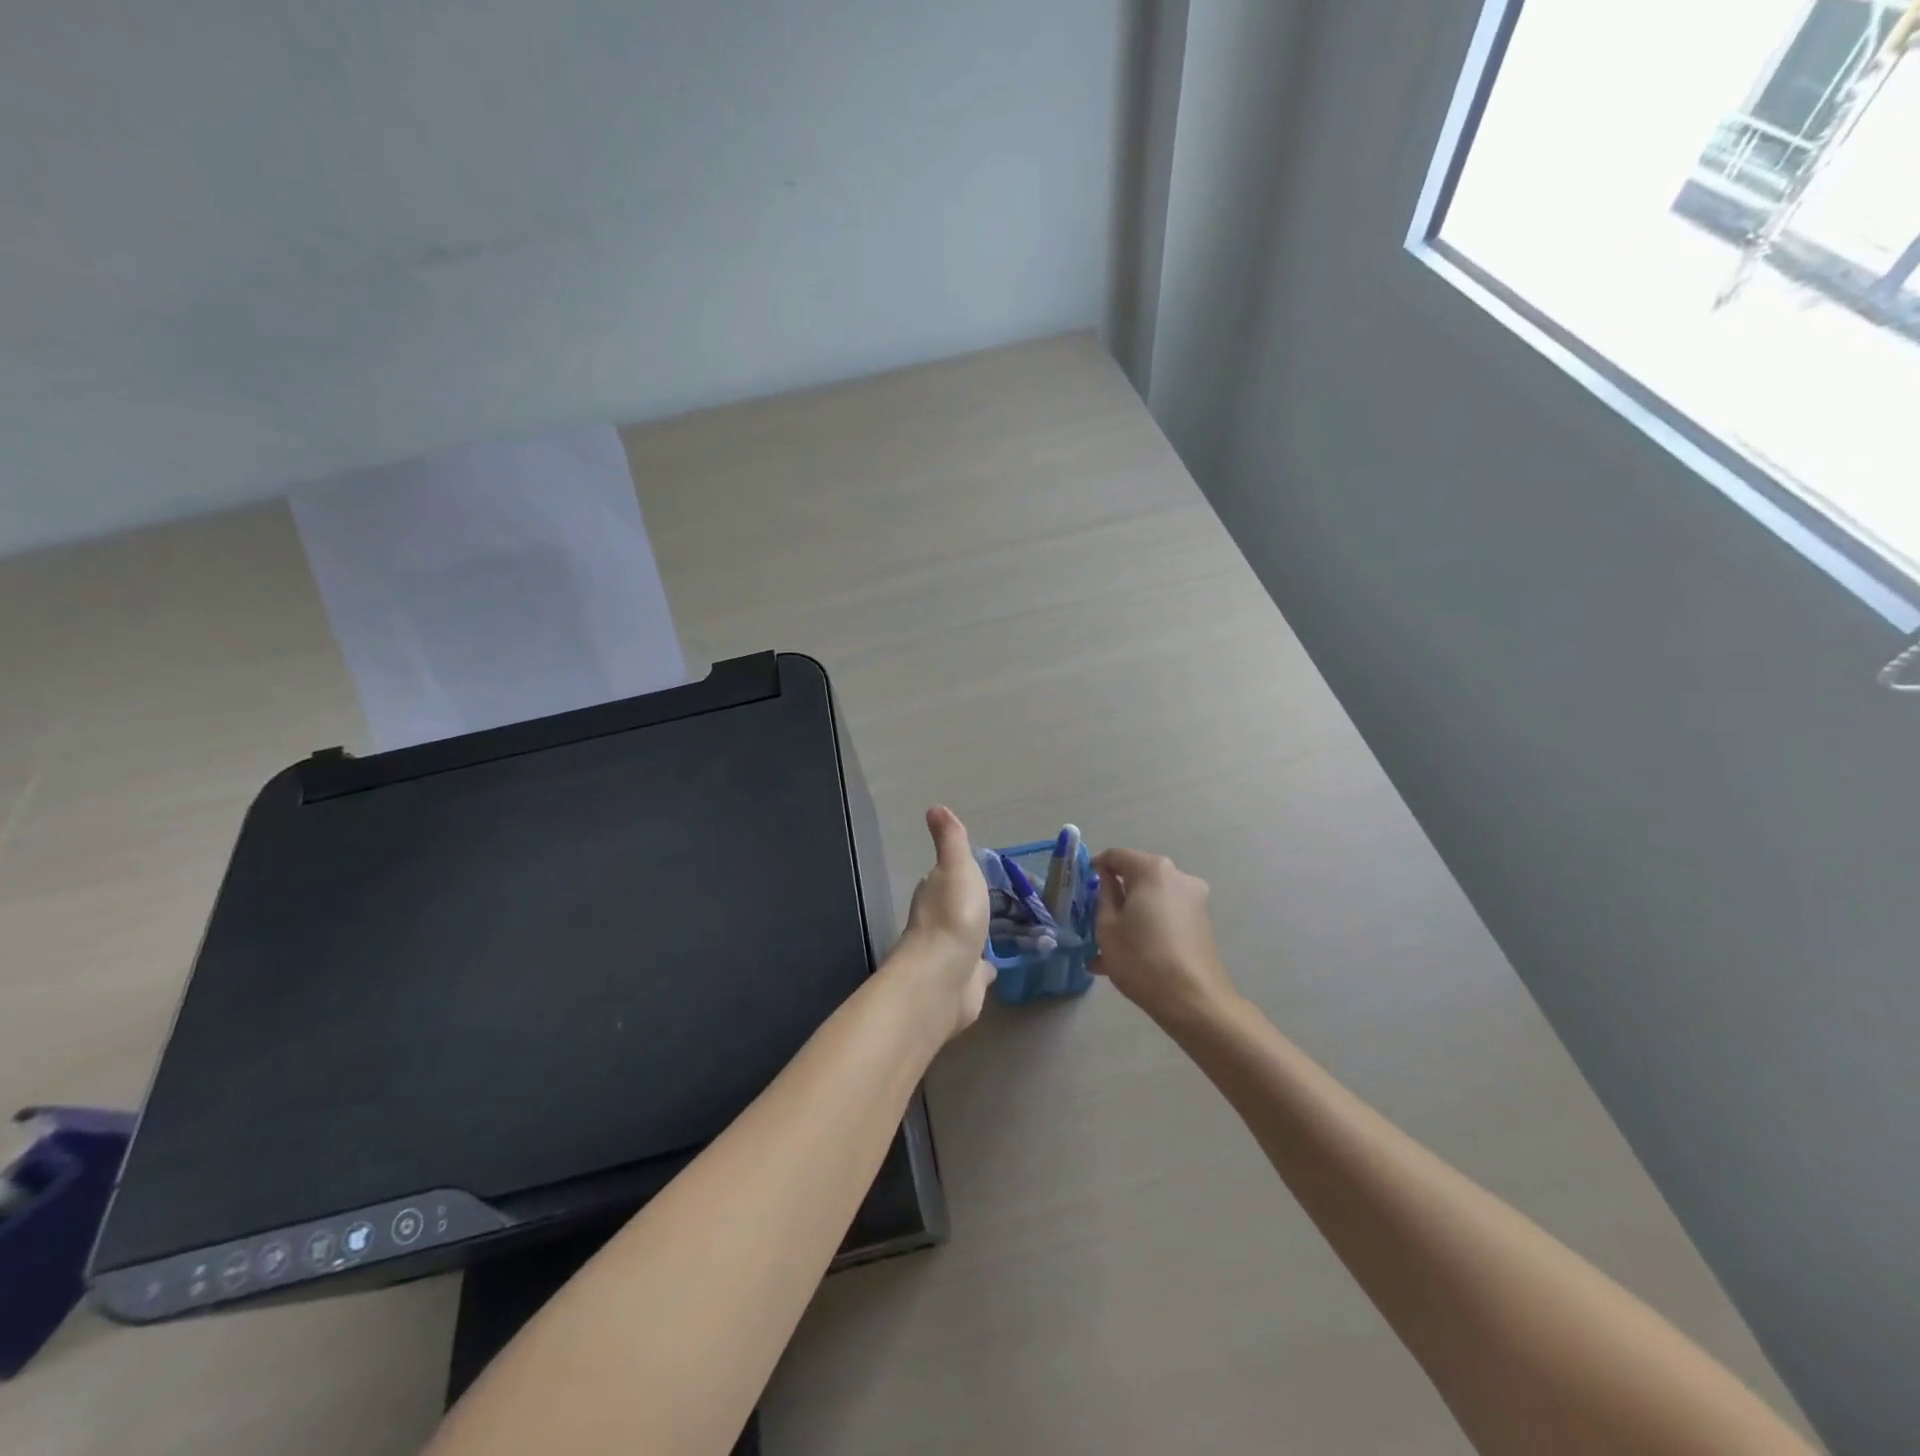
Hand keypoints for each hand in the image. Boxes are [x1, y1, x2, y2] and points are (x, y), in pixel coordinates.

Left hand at [895, 806, 995, 1038]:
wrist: (944, 977)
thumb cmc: (953, 915)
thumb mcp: (956, 867)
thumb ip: (950, 841)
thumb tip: (935, 807)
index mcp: (935, 892)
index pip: (947, 876)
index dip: (961, 871)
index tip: (985, 869)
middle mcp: (939, 921)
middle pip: (958, 906)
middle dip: (975, 903)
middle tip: (1008, 898)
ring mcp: (952, 953)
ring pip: (970, 937)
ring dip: (982, 933)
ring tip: (1012, 927)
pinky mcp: (965, 982)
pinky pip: (979, 969)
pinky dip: (986, 965)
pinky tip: (1000, 964)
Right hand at [1091, 848, 1236, 1030]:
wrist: (1193, 1000)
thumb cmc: (1141, 958)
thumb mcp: (1107, 926)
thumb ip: (1105, 895)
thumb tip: (1108, 879)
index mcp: (1153, 870)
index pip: (1116, 856)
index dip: (1096, 868)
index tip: (1082, 888)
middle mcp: (1178, 877)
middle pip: (1138, 877)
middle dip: (1116, 895)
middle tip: (1094, 920)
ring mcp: (1195, 900)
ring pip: (1152, 900)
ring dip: (1131, 916)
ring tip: (1108, 949)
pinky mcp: (1202, 923)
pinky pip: (1166, 916)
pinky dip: (1148, 928)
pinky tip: (1130, 958)